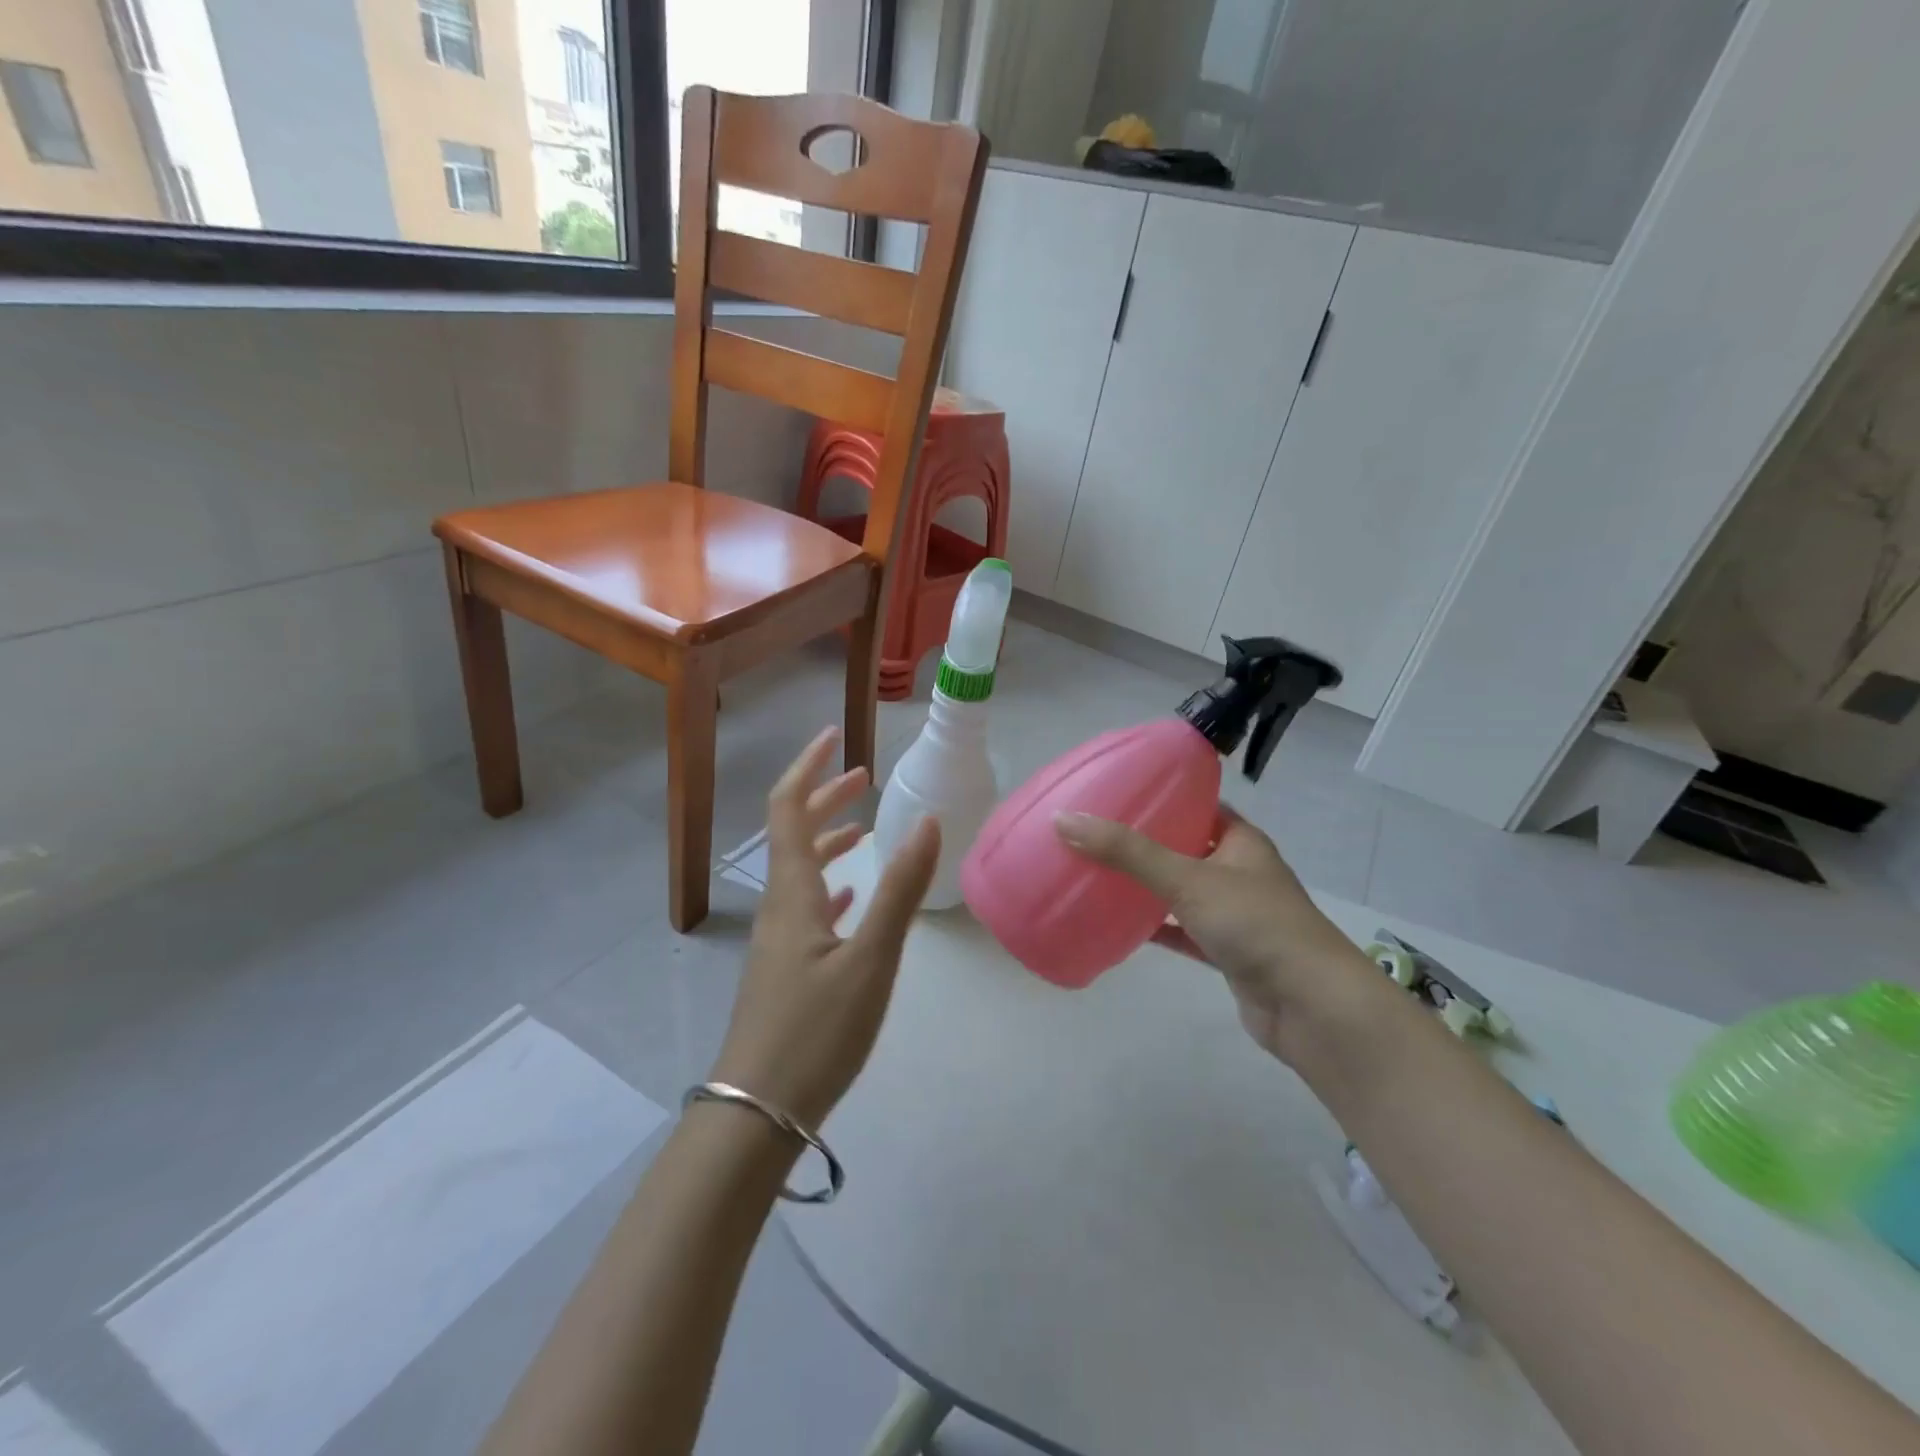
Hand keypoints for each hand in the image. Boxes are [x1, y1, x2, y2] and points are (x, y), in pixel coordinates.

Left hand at [708, 727, 940, 1130]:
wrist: (759, 1111)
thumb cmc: (817, 1031)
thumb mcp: (871, 959)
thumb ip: (900, 889)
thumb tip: (928, 822)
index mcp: (793, 893)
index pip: (789, 808)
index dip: (808, 768)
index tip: (833, 738)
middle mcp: (779, 905)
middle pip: (792, 833)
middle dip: (824, 798)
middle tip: (863, 778)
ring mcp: (778, 939)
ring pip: (799, 871)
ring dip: (827, 840)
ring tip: (862, 828)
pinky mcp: (784, 968)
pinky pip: (806, 907)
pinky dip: (829, 885)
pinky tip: (849, 898)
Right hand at [1054, 806, 1378, 1063]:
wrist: (1310, 1006)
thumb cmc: (1254, 924)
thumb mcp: (1186, 878)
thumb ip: (1126, 852)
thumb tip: (1064, 819)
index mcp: (1241, 841)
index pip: (1200, 805)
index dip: (1164, 796)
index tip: (1120, 791)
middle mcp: (1240, 872)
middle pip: (1187, 847)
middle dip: (1146, 842)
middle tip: (1098, 832)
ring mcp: (1235, 915)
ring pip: (1182, 892)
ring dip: (1148, 886)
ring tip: (1099, 871)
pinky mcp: (1227, 953)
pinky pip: (1183, 932)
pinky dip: (1156, 928)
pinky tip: (1119, 924)